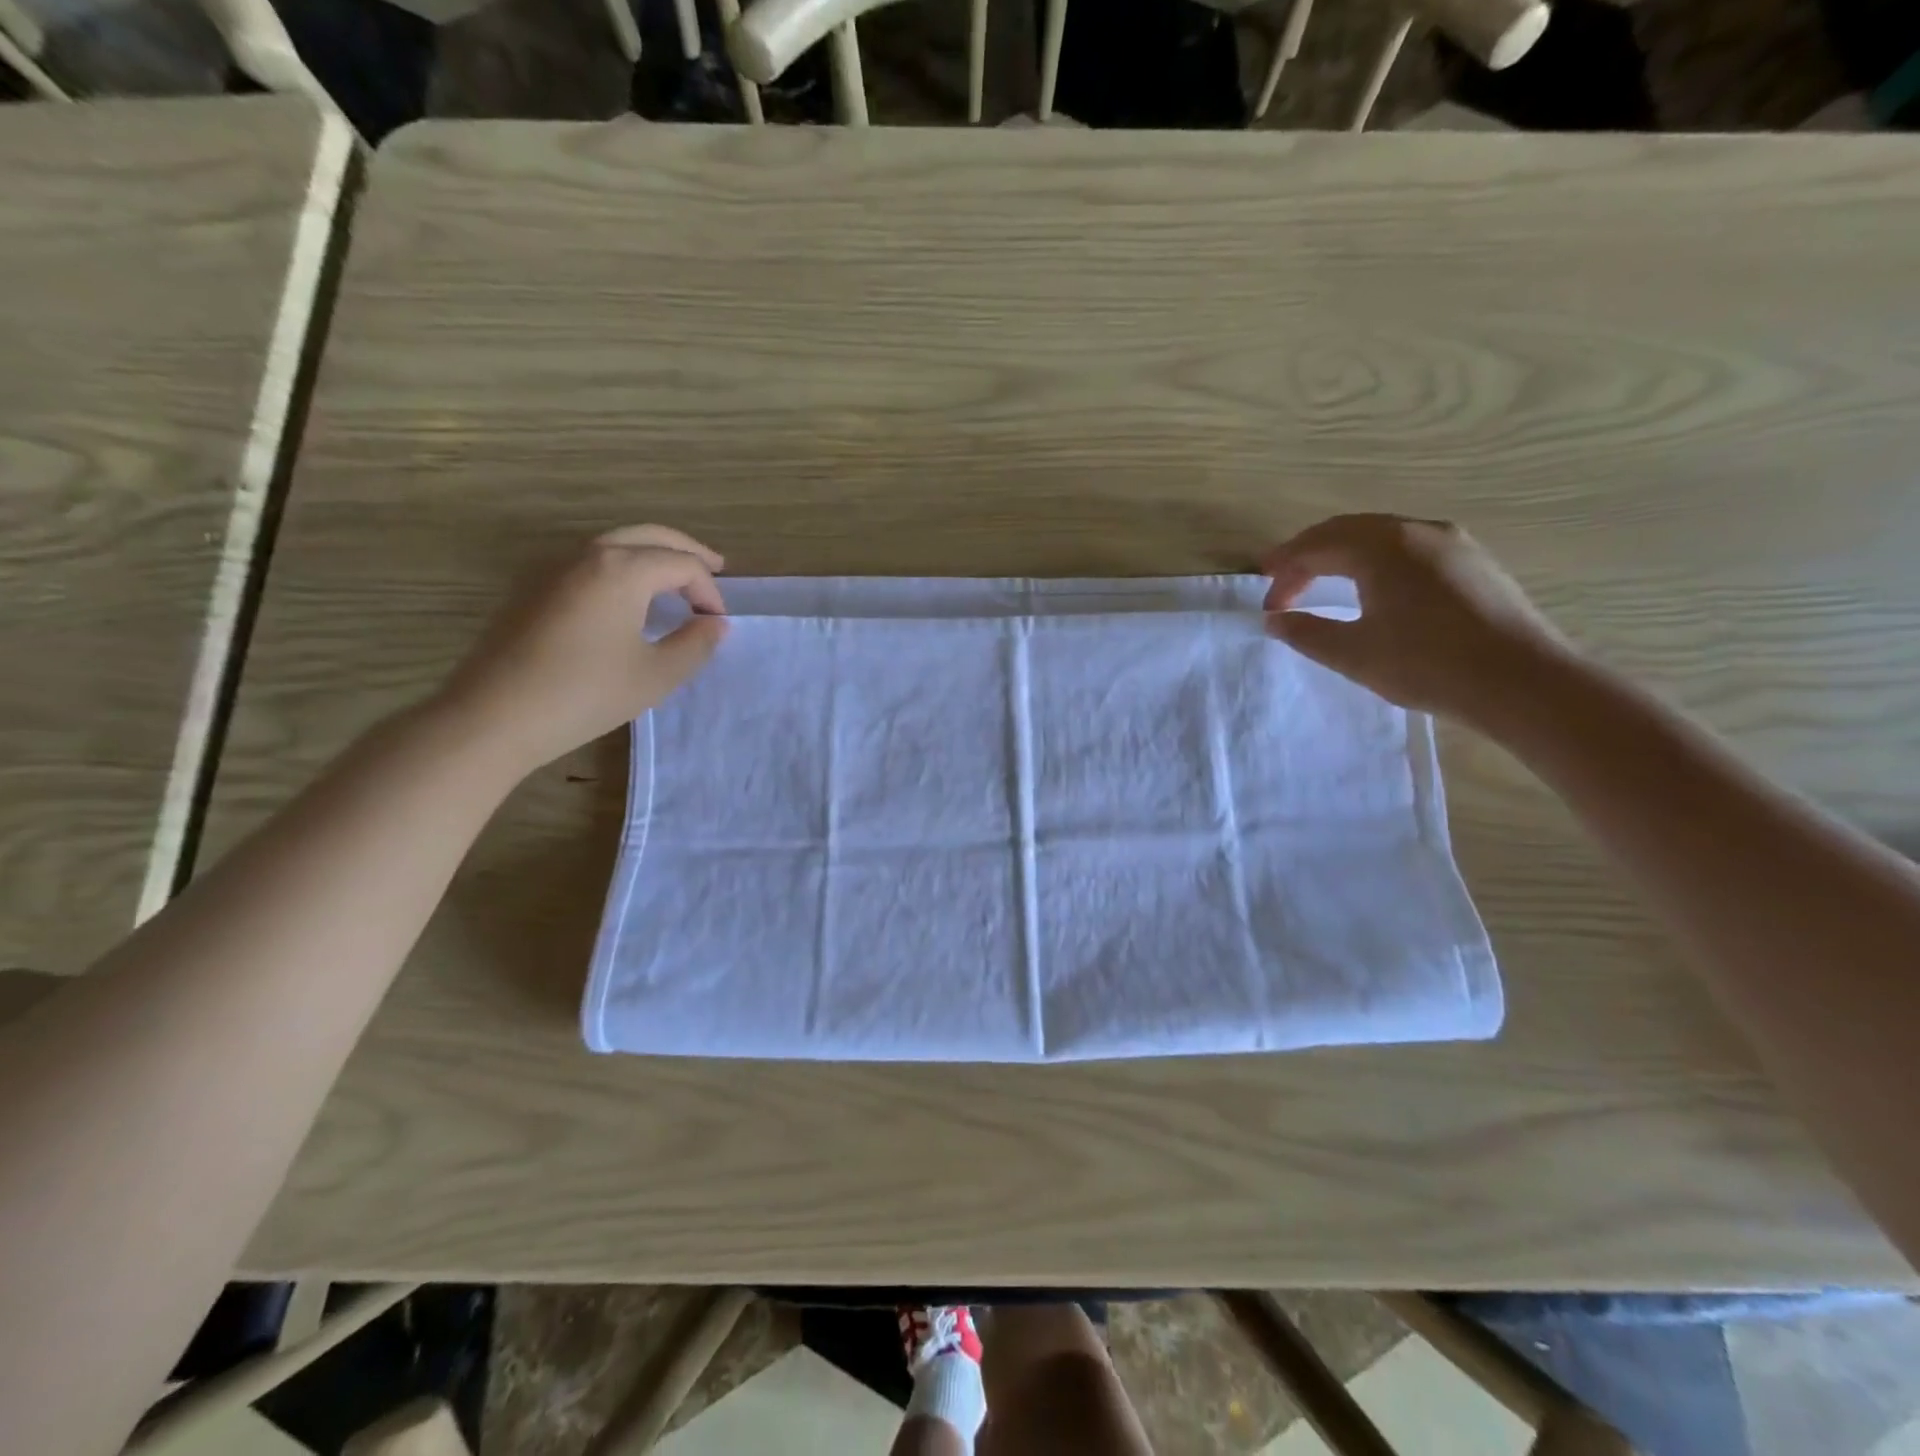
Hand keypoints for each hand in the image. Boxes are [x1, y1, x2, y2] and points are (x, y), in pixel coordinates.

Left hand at [436, 525, 727, 773]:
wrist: (494, 715)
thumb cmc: (585, 694)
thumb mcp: (656, 675)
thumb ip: (694, 644)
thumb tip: (714, 624)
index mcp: (622, 570)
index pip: (682, 564)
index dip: (709, 591)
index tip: (718, 623)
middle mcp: (588, 555)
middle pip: (648, 536)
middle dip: (685, 550)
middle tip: (716, 568)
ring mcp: (554, 569)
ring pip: (615, 545)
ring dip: (651, 555)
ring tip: (675, 580)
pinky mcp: (533, 589)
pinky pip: (590, 563)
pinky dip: (621, 568)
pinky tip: (628, 598)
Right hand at [1263, 514, 1573, 729]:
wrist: (1522, 681)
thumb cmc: (1428, 664)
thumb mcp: (1354, 654)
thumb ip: (1307, 633)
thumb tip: (1275, 620)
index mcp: (1383, 547)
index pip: (1317, 547)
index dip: (1285, 572)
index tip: (1267, 602)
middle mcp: (1417, 531)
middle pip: (1347, 530)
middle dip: (1309, 554)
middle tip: (1281, 578)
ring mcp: (1452, 543)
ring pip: (1381, 535)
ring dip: (1342, 554)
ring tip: (1321, 578)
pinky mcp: (1473, 561)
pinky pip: (1409, 546)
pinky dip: (1376, 558)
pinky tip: (1373, 585)